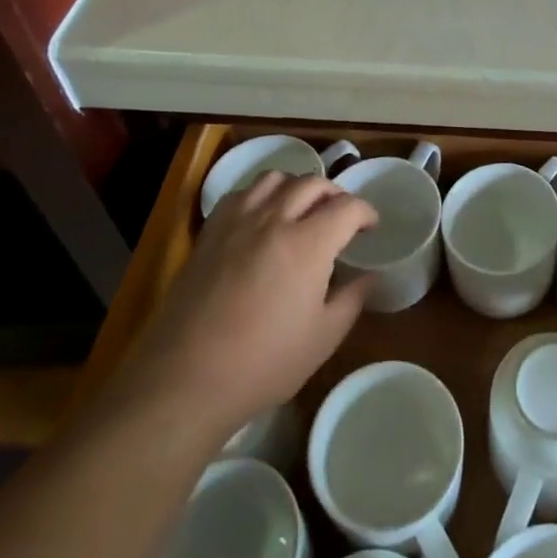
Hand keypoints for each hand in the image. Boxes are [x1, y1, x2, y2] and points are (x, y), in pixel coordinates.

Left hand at [110, 172, 375, 441]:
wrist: (185, 379)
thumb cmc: (262, 364)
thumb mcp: (322, 339)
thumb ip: (352, 299)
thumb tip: (370, 276)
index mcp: (308, 244)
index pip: (347, 207)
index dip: (366, 212)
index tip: (371, 227)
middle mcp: (274, 220)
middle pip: (312, 183)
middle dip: (335, 194)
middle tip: (341, 215)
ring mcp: (238, 222)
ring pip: (275, 178)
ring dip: (297, 186)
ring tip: (302, 208)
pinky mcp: (210, 232)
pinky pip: (241, 193)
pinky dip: (261, 194)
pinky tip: (262, 217)